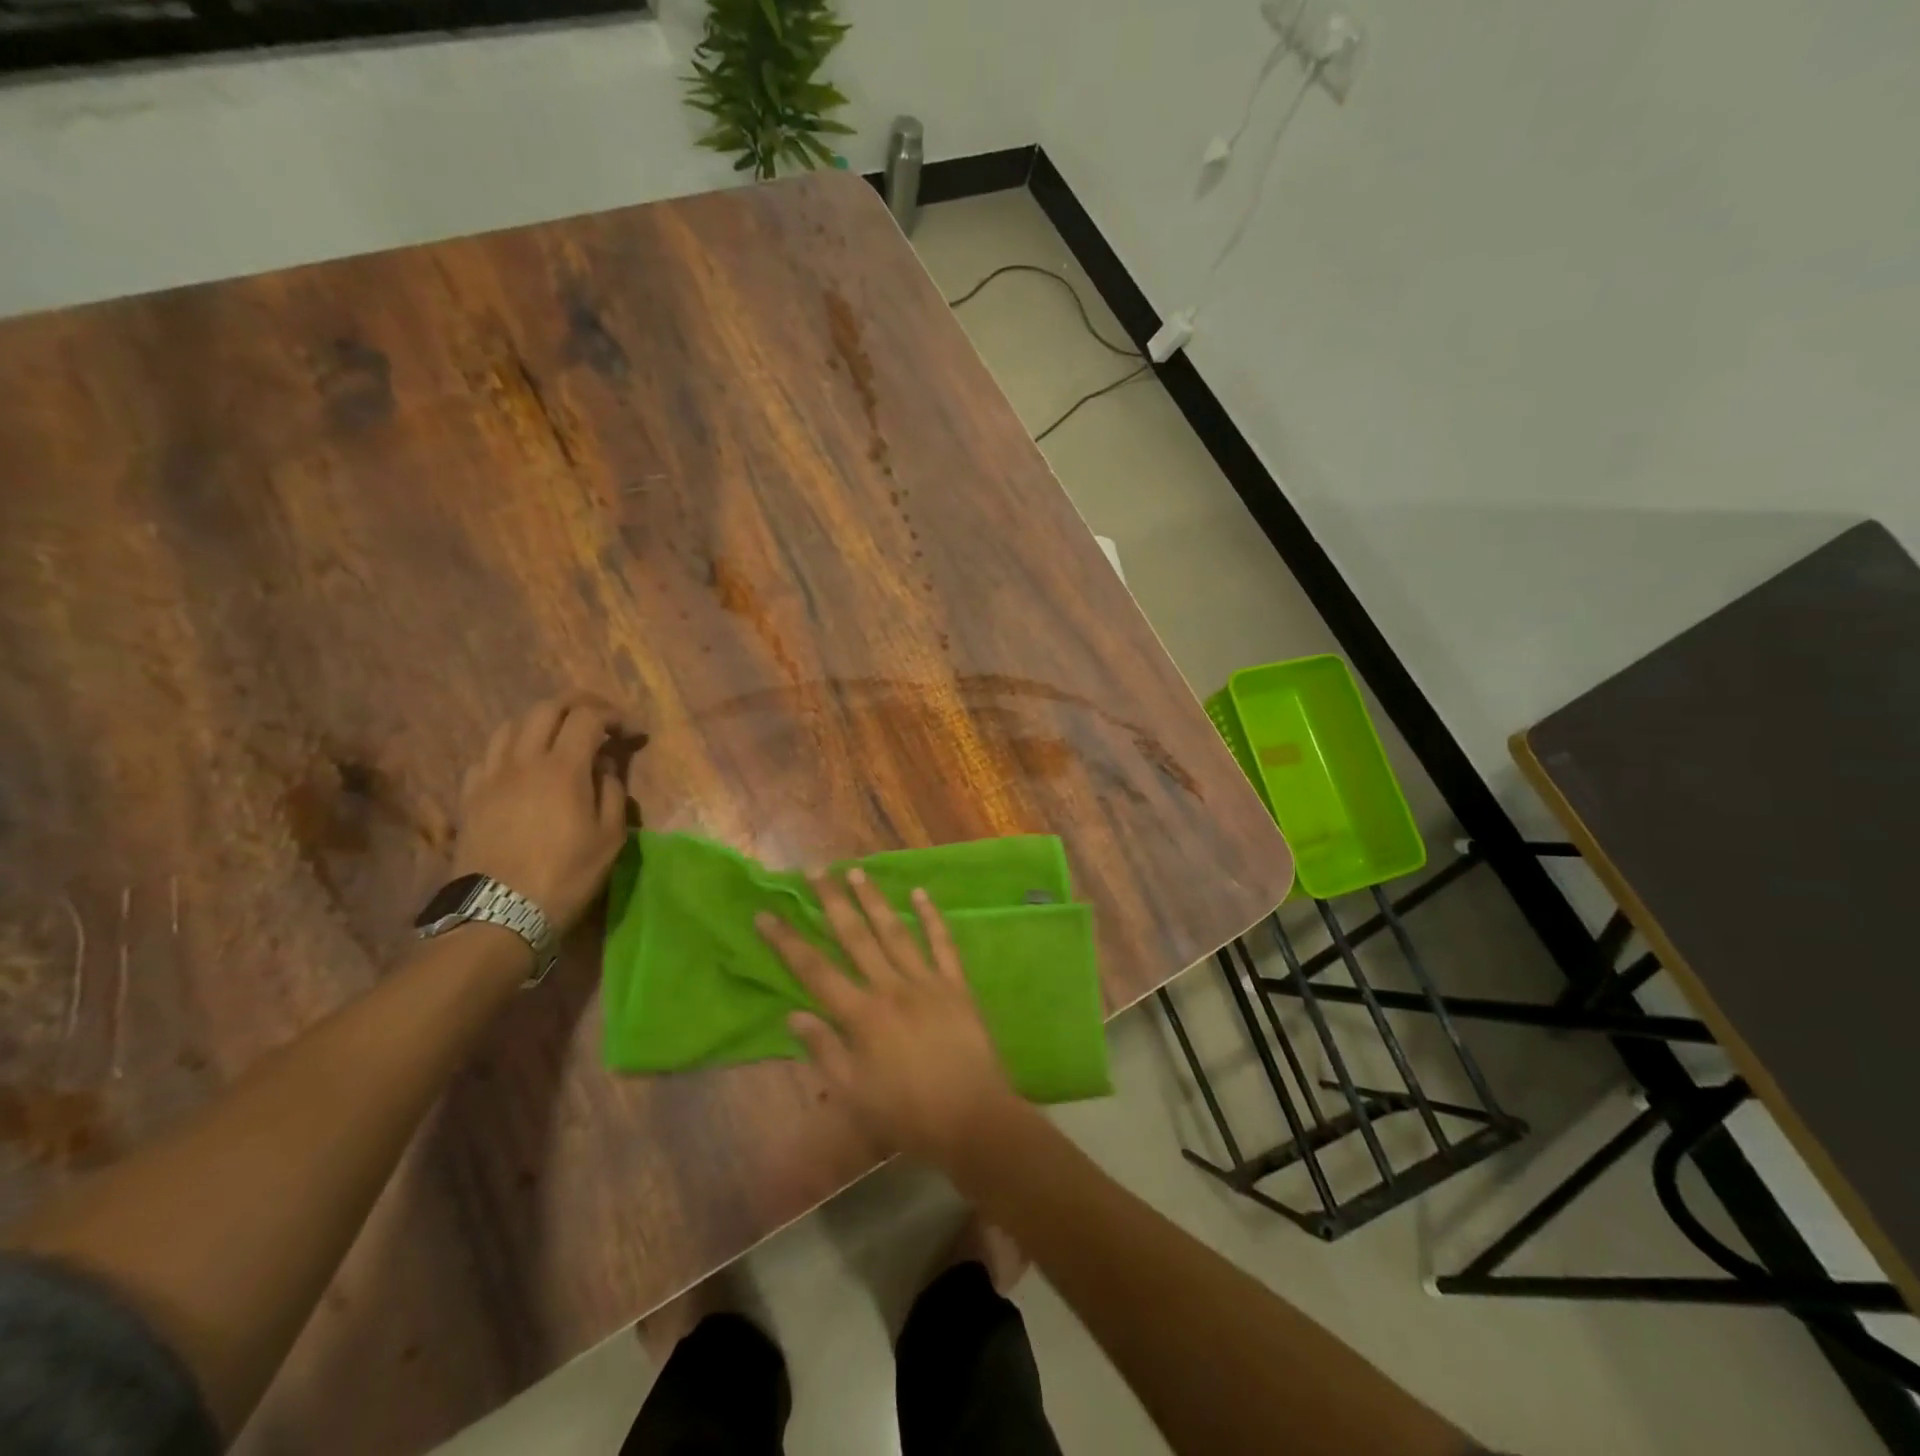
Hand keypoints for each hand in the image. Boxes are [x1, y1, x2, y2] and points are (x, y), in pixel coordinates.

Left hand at [452, 693, 638, 931]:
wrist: (500, 912)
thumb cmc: (566, 875)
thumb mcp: (610, 837)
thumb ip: (611, 791)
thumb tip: (604, 765)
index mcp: (562, 768)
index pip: (587, 718)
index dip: (613, 716)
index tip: (631, 732)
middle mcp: (523, 760)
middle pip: (546, 708)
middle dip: (577, 704)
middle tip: (599, 718)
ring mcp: (491, 775)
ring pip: (511, 724)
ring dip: (541, 721)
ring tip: (559, 736)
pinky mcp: (470, 795)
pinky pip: (489, 754)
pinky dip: (512, 748)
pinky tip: (522, 766)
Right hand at [757, 870, 1026, 1169]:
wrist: (972, 1119)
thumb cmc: (908, 1114)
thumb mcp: (855, 1093)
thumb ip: (824, 1051)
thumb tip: (793, 1015)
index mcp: (862, 1016)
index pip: (814, 970)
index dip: (787, 941)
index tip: (766, 913)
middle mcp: (891, 988)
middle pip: (855, 937)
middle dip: (832, 902)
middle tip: (815, 871)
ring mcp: (927, 981)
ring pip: (895, 931)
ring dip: (874, 900)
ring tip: (856, 871)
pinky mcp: (956, 985)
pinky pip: (943, 943)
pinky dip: (932, 917)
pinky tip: (920, 893)